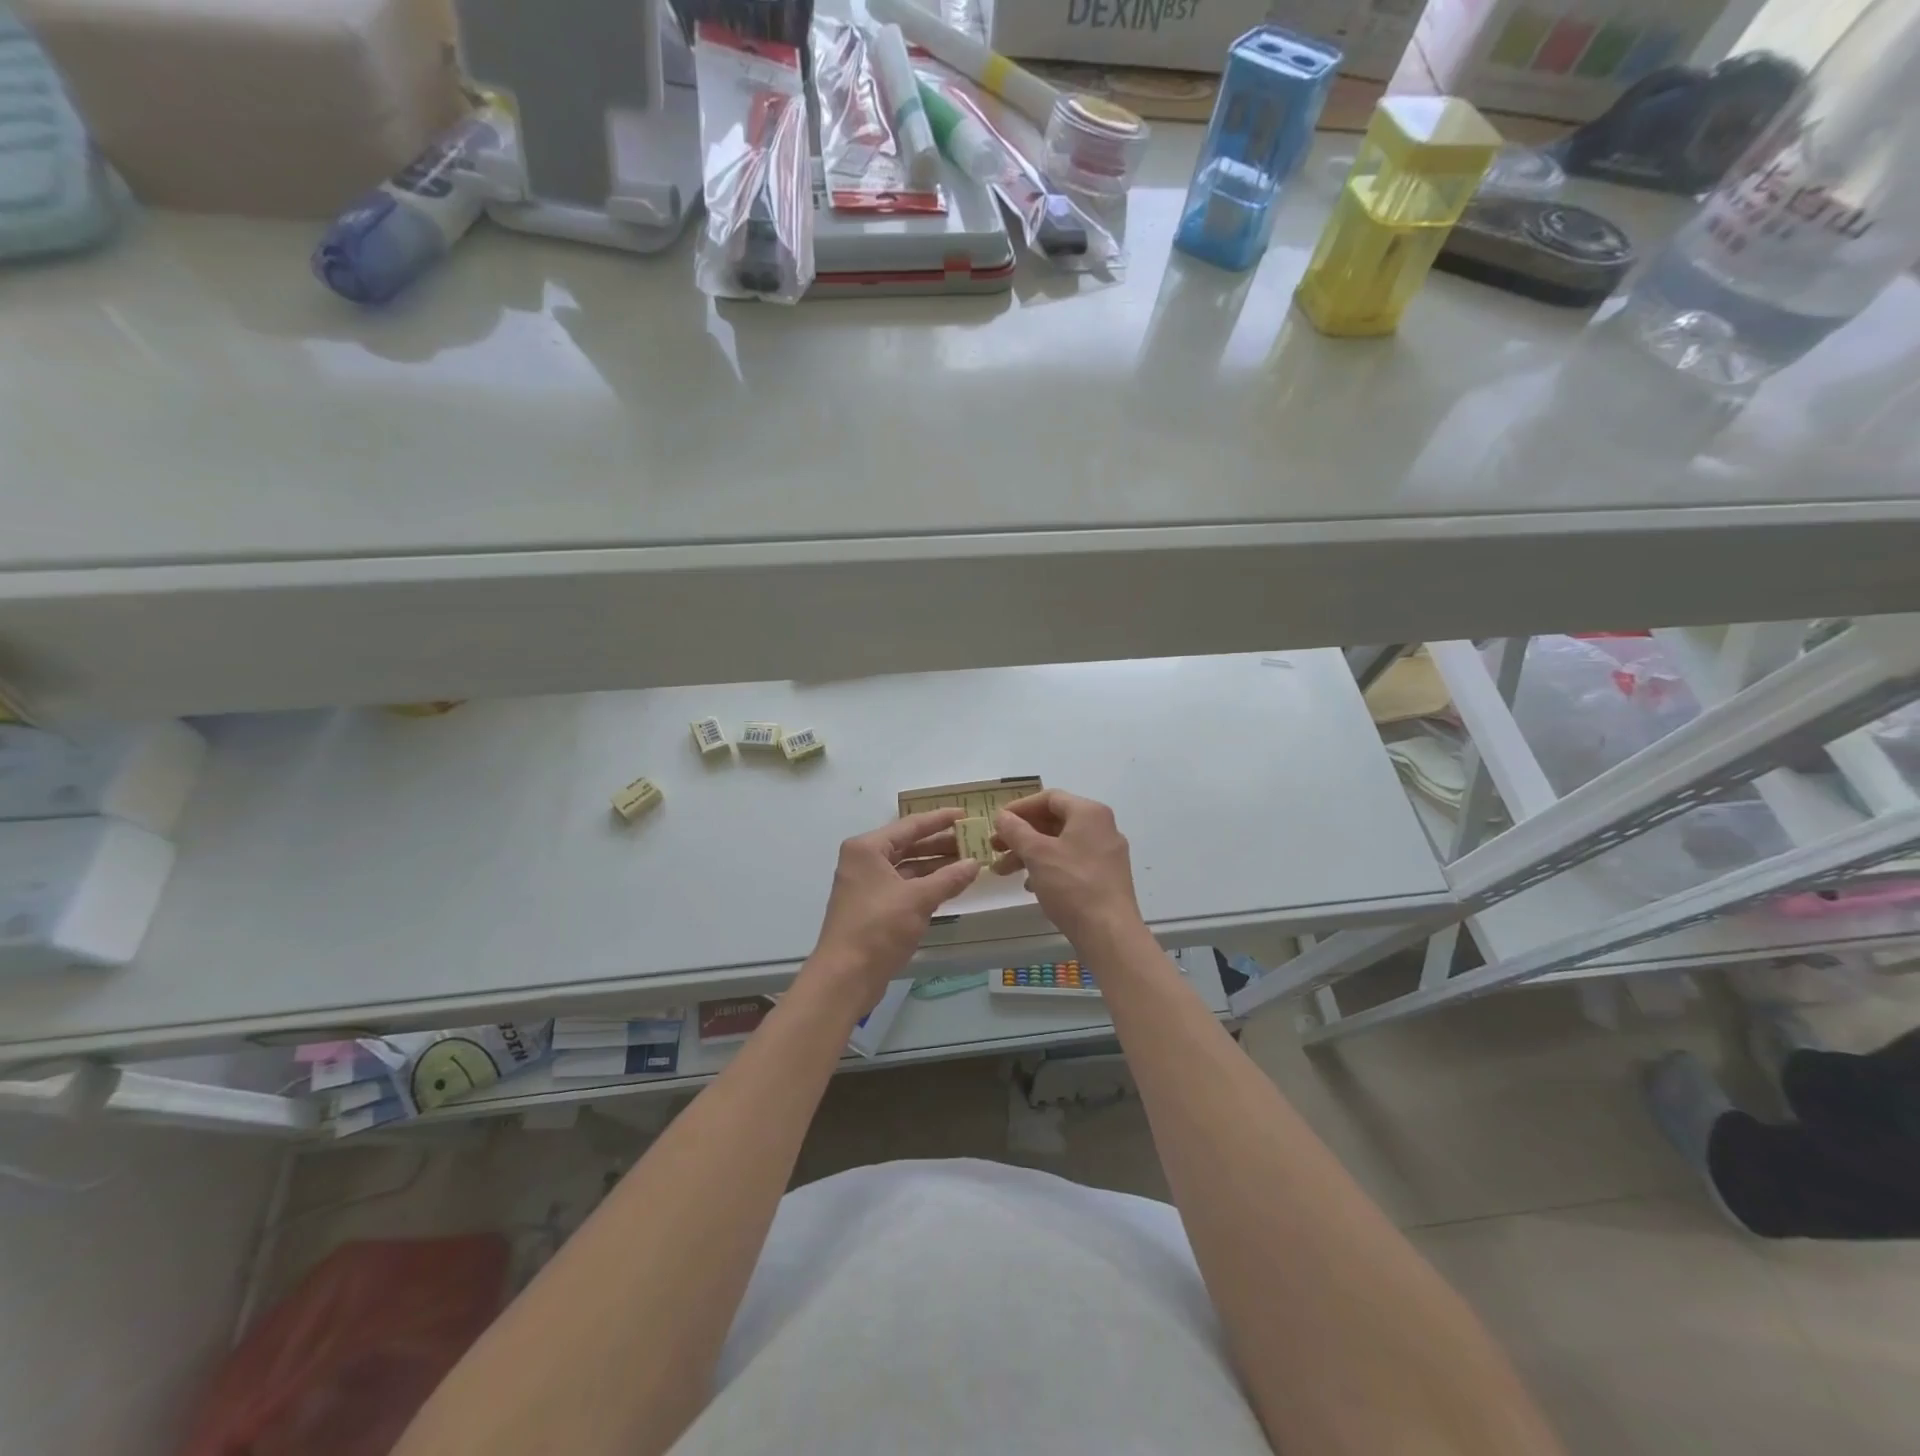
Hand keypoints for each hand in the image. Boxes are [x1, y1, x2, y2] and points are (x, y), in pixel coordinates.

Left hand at [807, 809, 980, 1006]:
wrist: (845, 976)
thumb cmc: (878, 928)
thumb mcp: (919, 900)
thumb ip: (949, 878)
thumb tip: (975, 863)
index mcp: (867, 848)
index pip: (910, 825)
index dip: (940, 820)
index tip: (965, 814)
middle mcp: (864, 861)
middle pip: (908, 845)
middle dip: (940, 844)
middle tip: (973, 840)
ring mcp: (867, 885)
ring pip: (907, 867)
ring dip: (935, 866)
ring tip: (968, 862)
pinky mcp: (872, 907)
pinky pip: (904, 886)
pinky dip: (925, 884)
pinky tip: (950, 885)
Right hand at [993, 790, 1143, 946]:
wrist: (1109, 933)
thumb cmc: (1072, 885)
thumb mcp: (1037, 854)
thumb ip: (1016, 830)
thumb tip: (1002, 816)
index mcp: (1089, 813)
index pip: (1049, 798)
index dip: (1020, 808)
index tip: (998, 822)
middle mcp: (1102, 827)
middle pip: (1054, 821)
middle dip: (1021, 834)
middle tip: (996, 848)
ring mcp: (1107, 853)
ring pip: (1061, 844)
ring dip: (1030, 853)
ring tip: (1004, 871)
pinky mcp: (1107, 876)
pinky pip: (1072, 862)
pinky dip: (1049, 867)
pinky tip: (1031, 886)